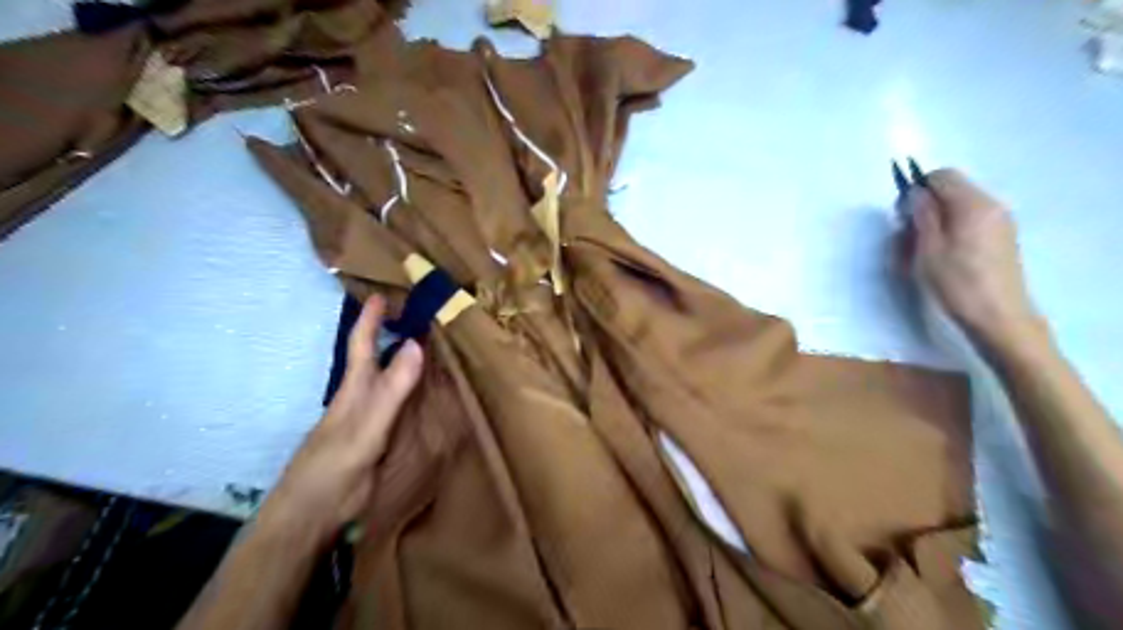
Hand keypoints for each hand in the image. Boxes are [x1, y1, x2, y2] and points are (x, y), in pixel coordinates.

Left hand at [257, 296, 423, 546]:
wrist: (311, 516)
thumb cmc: (333, 467)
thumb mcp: (366, 426)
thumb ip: (391, 389)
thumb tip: (416, 344)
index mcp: (355, 390)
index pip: (362, 345)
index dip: (371, 319)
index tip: (382, 292)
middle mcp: (362, 399)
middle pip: (378, 359)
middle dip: (394, 334)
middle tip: (422, 314)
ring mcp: (368, 420)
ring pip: (390, 381)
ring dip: (406, 362)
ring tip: (432, 346)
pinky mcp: (377, 439)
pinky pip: (399, 405)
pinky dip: (413, 390)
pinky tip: (427, 393)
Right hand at [910, 170, 1043, 352]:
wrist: (998, 316)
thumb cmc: (957, 283)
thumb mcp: (928, 249)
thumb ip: (923, 215)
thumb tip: (916, 193)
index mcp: (973, 205)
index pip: (942, 176)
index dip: (917, 189)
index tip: (902, 215)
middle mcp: (991, 206)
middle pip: (950, 191)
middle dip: (924, 208)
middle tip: (906, 238)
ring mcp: (999, 222)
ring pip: (956, 209)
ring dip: (933, 223)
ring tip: (918, 253)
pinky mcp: (1000, 238)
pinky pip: (968, 223)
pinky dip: (948, 232)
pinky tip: (938, 258)